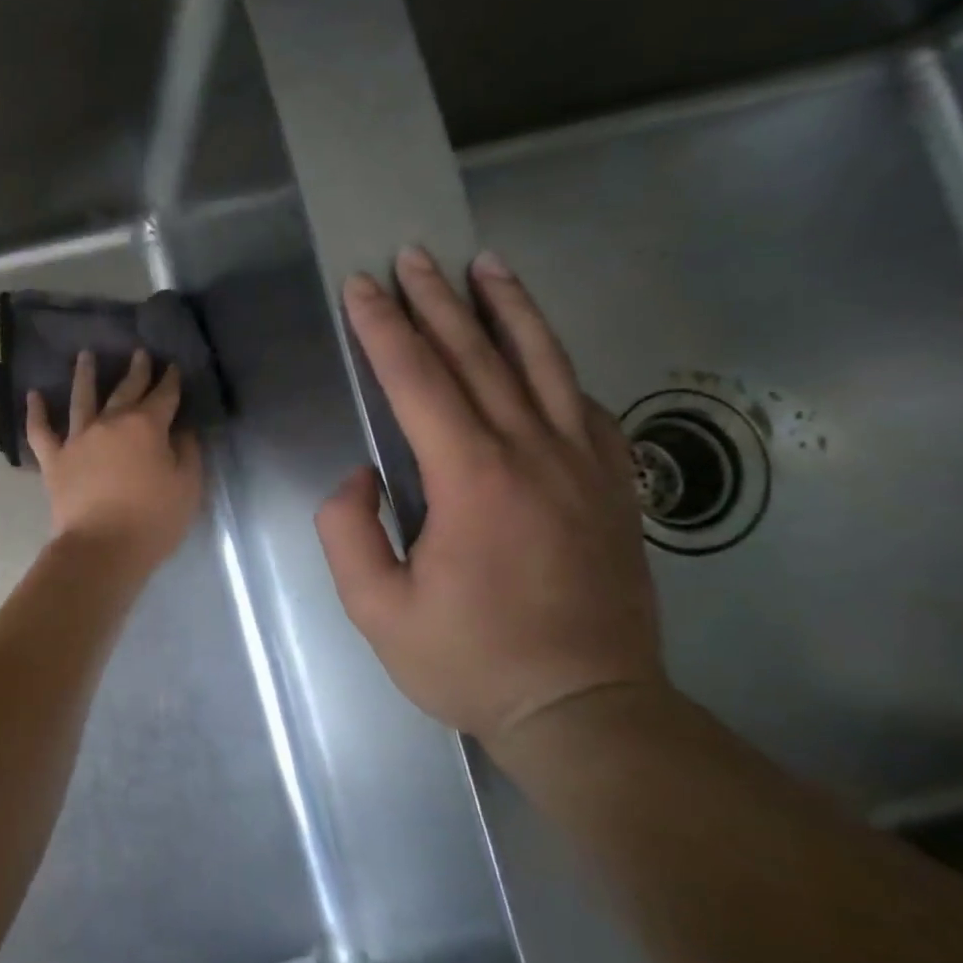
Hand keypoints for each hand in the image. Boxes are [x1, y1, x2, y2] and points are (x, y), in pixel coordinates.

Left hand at [26, 349, 202, 570]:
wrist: (102, 548)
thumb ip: (187, 453)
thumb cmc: (153, 520)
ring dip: (85, 375)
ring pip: (81, 399)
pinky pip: (40, 431)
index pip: (164, 396)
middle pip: (125, 390)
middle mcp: (110, 423)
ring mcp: (78, 439)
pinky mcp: (54, 460)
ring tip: (85, 355)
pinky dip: (35, 412)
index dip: (170, 380)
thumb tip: (181, 431)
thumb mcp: (187, 488)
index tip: (172, 365)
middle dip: (135, 371)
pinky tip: (33, 394)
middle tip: (138, 353)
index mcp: (146, 426)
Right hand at [315, 247, 665, 747]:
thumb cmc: (470, 661)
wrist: (586, 707)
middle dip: (438, 301)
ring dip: (510, 309)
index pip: (418, 381)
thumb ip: (348, 532)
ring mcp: (584, 465)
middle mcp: (532, 453)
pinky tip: (540, 350)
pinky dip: (556, 366)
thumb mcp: (376, 610)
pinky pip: (583, 406)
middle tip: (412, 255)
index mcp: (471, 479)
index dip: (384, 329)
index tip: (362, 287)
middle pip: (479, 356)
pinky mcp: (614, 485)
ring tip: (487, 264)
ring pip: (544, 365)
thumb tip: (363, 477)